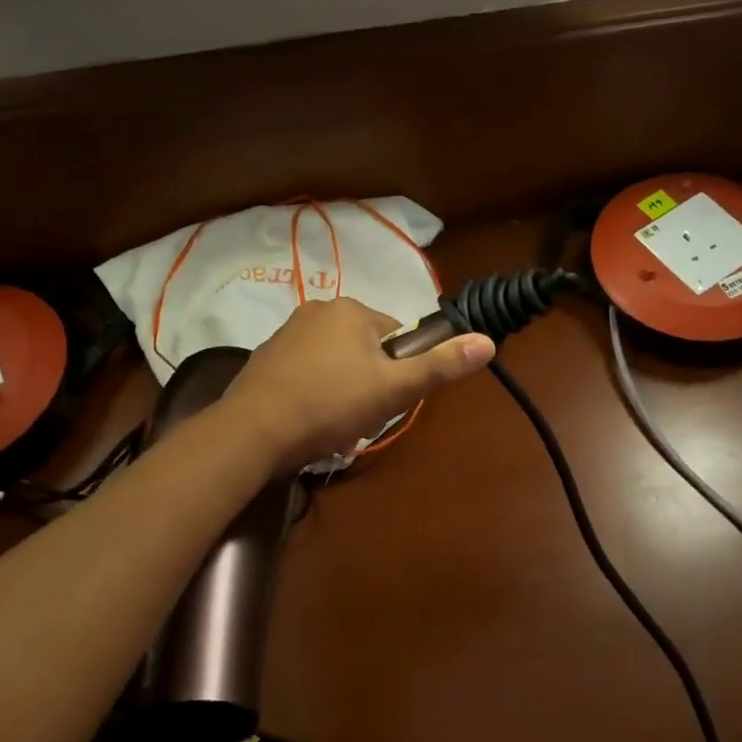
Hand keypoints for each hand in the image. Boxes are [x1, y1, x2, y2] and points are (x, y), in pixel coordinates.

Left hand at [223, 297, 494, 472]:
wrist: (253, 431)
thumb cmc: (331, 405)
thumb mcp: (394, 389)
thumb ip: (440, 366)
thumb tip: (487, 342)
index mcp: (352, 310)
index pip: (397, 337)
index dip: (400, 371)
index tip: (387, 400)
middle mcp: (318, 309)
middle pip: (366, 349)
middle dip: (369, 382)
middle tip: (360, 416)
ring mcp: (287, 332)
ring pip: (335, 362)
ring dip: (342, 389)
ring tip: (333, 424)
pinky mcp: (265, 357)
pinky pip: (306, 372)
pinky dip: (313, 392)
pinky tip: (308, 421)